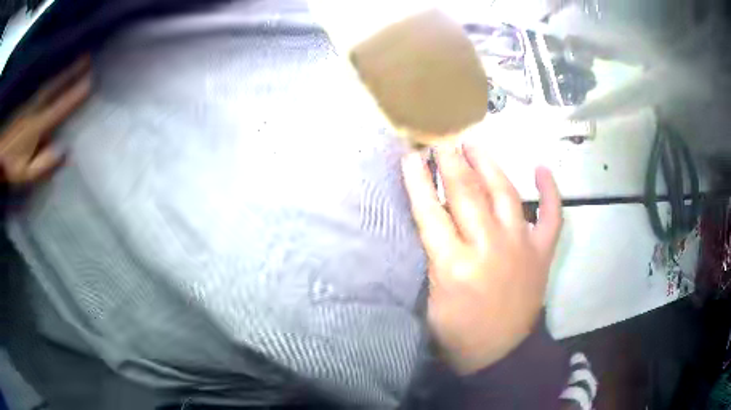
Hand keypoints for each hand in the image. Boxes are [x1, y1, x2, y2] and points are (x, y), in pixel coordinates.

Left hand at [0, 55, 90, 184]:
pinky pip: (44, 90)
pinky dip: (54, 80)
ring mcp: (31, 106)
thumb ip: (44, 164)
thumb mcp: (26, 173)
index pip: (60, 108)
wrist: (1, 154)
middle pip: (56, 88)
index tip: (91, 82)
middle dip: (73, 72)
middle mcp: (36, 110)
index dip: (75, 96)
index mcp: (37, 126)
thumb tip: (66, 153)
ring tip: (78, 61)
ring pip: (51, 85)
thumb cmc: (11, 165)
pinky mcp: (27, 106)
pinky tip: (58, 77)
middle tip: (89, 57)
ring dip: (65, 72)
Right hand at [401, 142, 561, 374]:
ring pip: (505, 194)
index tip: (411, 154)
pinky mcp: (542, 252)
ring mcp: (521, 247)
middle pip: (467, 194)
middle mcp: (489, 248)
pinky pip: (552, 216)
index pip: (431, 212)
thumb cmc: (459, 332)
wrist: (502, 353)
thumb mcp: (432, 299)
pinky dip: (549, 192)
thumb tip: (433, 219)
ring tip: (475, 143)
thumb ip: (434, 257)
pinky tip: (542, 169)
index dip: (418, 180)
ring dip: (489, 164)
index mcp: (455, 266)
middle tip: (441, 136)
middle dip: (450, 161)